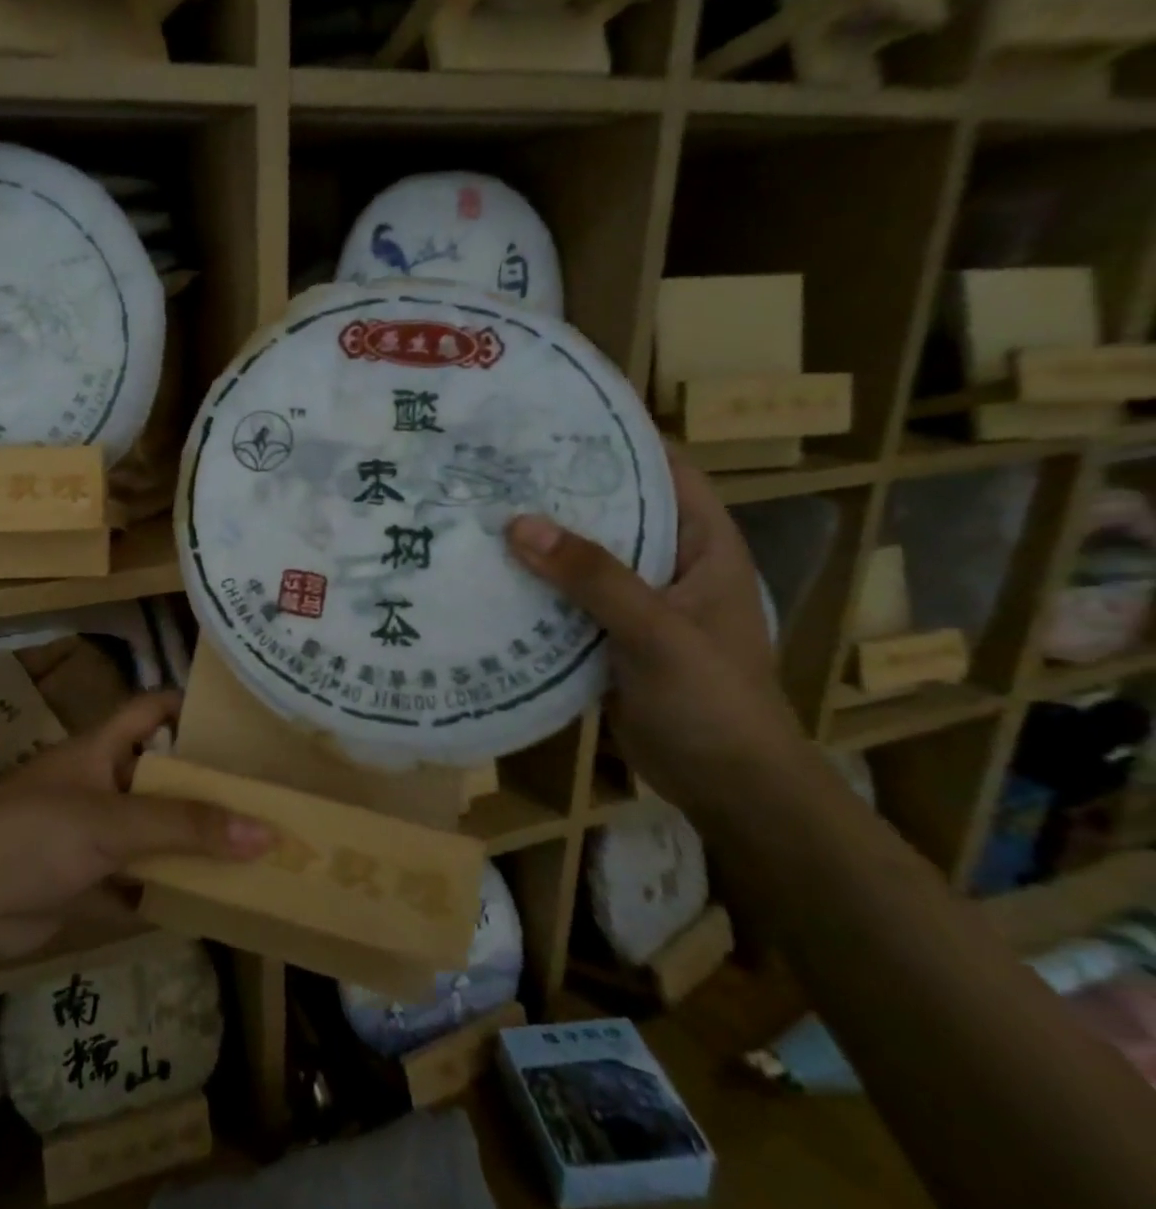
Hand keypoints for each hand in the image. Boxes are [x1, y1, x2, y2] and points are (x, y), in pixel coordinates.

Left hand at [0, 693, 271, 964]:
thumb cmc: (32, 835)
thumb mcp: (111, 823)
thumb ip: (185, 827)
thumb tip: (264, 831)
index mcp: (99, 750)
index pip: (150, 710)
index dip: (187, 706)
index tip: (237, 721)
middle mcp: (97, 785)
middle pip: (159, 777)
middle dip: (203, 789)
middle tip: (262, 798)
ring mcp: (88, 836)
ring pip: (150, 833)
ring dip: (187, 845)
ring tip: (250, 852)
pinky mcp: (81, 881)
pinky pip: (135, 883)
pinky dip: (163, 892)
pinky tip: (208, 903)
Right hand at [503, 446, 811, 796]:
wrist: (726, 786)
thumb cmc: (712, 699)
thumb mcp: (657, 631)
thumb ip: (593, 576)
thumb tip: (518, 523)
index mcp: (702, 546)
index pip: (664, 472)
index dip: (618, 442)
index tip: (556, 423)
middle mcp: (669, 563)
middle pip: (613, 511)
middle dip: (561, 492)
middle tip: (497, 468)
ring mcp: (638, 602)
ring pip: (585, 557)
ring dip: (542, 541)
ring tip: (481, 512)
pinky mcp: (609, 636)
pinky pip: (568, 599)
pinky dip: (536, 586)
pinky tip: (490, 575)